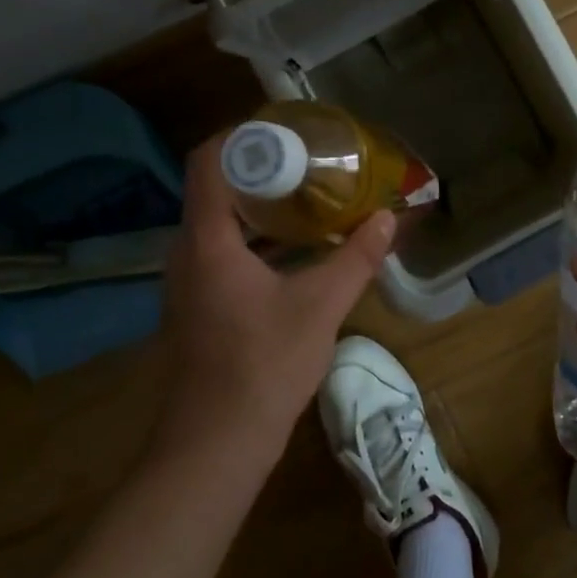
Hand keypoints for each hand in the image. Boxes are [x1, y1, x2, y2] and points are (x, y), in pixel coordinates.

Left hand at [152, 138, 394, 464]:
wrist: (214, 448)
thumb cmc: (262, 367)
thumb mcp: (320, 307)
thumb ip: (355, 259)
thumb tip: (388, 219)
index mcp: (207, 241)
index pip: (207, 162)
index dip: (240, 136)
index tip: (284, 129)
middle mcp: (188, 253)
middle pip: (216, 188)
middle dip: (261, 168)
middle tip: (310, 159)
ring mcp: (190, 282)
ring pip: (221, 223)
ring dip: (261, 206)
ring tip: (309, 195)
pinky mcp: (200, 306)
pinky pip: (224, 251)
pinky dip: (257, 238)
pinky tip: (296, 248)